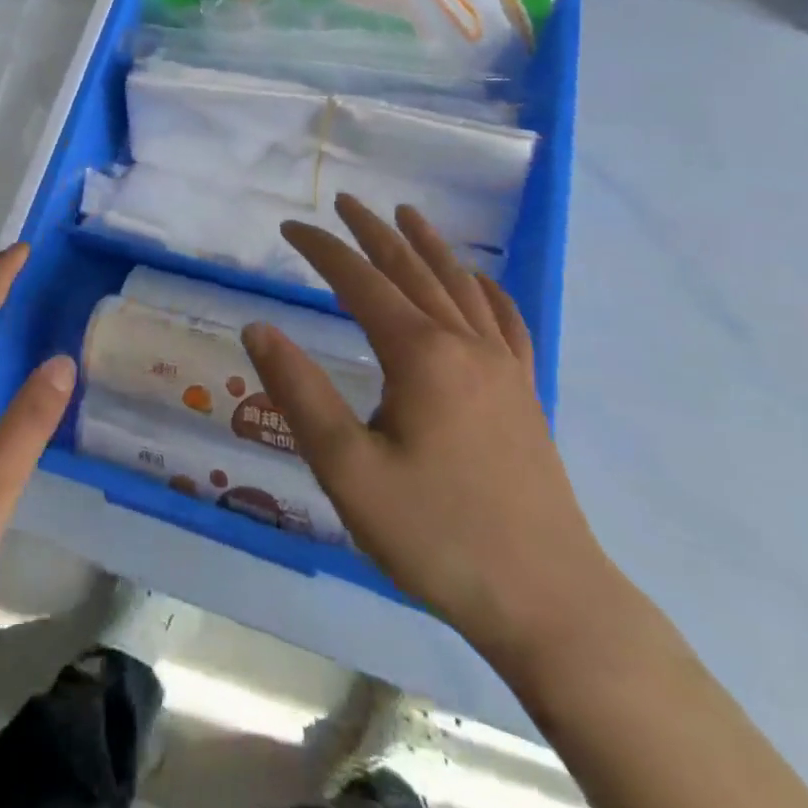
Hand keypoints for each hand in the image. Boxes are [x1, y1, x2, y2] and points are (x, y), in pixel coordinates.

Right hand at [241, 195, 613, 665]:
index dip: (322, 249)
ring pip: (461, 285)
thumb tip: (258, 328)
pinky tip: (479, 281)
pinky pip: (506, 321)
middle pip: (412, 269)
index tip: (290, 227)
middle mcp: (464, 344)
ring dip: (428, 245)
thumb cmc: (437, 536)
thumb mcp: (348, 472)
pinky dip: (486, 289)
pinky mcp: (525, 394)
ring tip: (406, 215)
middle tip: (344, 203)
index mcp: (420, 354)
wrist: (549, 604)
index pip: (360, 280)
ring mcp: (503, 367)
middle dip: (373, 232)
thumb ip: (299, 394)